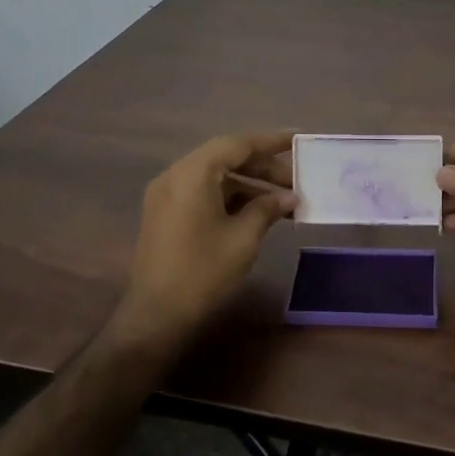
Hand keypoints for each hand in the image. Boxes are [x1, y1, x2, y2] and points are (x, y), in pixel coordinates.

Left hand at [121, 131, 296, 345]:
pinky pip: (203, 192)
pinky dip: (230, 196)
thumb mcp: (244, 238)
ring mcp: (167, 195)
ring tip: (282, 199)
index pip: (238, 144)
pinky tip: (256, 212)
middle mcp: (175, 175)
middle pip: (225, 157)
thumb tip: (289, 196)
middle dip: (262, 166)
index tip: (298, 140)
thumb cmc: (203, 271)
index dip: (271, 142)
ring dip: (248, 183)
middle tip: (296, 180)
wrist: (156, 315)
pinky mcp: (166, 213)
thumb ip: (267, 208)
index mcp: (193, 174)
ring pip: (215, 176)